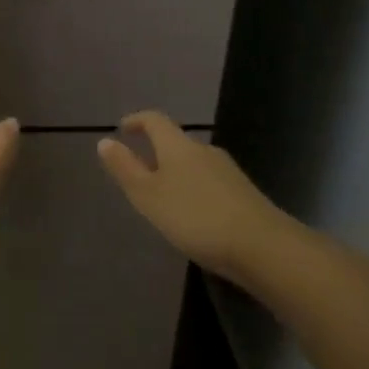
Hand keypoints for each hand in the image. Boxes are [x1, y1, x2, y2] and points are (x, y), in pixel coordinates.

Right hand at [97, 111, 291, 275]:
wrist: (264, 247)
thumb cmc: (196, 217)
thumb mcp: (149, 196)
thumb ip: (126, 168)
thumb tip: (105, 140)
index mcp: (178, 146)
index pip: (155, 120)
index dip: (137, 120)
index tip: (123, 128)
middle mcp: (204, 151)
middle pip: (176, 142)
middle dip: (156, 151)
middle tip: (138, 171)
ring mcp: (228, 172)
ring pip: (194, 163)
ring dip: (175, 172)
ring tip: (163, 196)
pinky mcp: (243, 194)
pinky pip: (209, 182)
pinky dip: (194, 189)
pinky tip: (193, 214)